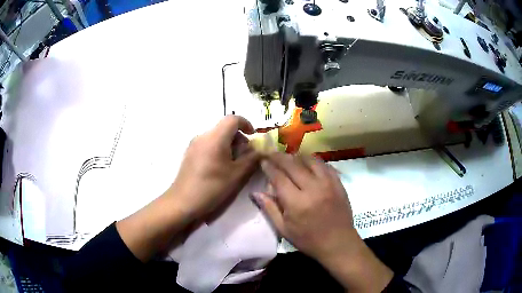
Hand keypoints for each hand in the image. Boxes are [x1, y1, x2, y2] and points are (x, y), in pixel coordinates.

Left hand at [169, 115, 260, 219]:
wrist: (183, 202)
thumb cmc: (212, 188)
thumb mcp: (236, 175)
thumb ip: (251, 159)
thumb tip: (260, 150)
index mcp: (215, 137)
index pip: (232, 119)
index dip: (246, 123)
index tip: (253, 137)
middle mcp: (203, 136)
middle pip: (224, 127)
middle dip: (238, 138)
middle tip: (245, 156)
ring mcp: (194, 144)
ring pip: (216, 136)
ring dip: (229, 144)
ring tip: (233, 164)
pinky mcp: (190, 153)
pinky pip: (208, 143)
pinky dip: (218, 149)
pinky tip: (219, 167)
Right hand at [253, 153, 355, 260]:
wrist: (338, 243)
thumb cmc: (308, 240)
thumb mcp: (284, 230)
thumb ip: (270, 209)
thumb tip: (256, 193)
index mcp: (297, 202)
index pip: (279, 177)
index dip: (269, 167)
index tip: (262, 161)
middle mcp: (313, 188)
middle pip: (293, 164)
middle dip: (280, 157)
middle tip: (272, 154)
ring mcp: (328, 183)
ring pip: (310, 160)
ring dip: (297, 156)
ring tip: (289, 157)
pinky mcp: (338, 183)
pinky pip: (325, 165)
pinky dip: (314, 161)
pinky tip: (308, 163)